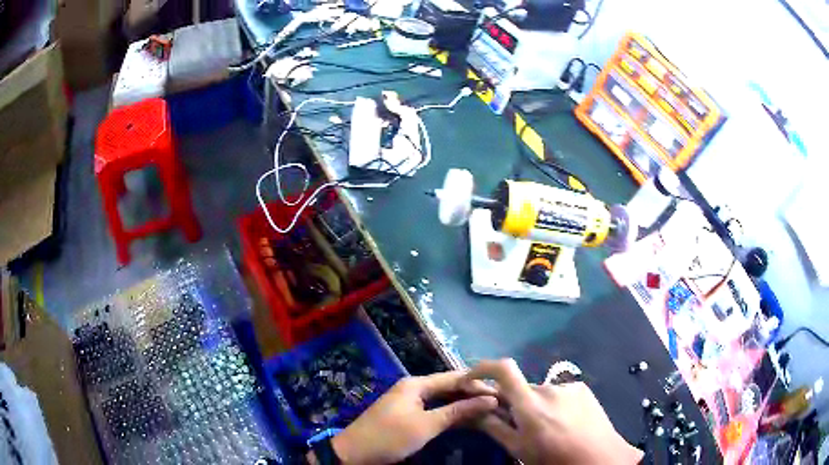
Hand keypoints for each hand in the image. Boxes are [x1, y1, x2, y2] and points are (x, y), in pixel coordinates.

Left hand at [322, 372, 498, 464]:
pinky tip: (464, 419)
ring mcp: (408, 401)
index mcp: (416, 384)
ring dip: (461, 404)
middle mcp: (413, 387)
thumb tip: (489, 399)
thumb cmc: (390, 436)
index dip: (478, 383)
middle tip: (497, 402)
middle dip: (471, 394)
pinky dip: (448, 412)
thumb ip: (457, 411)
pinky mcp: (406, 414)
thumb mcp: (426, 425)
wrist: (354, 452)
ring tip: (486, 410)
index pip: (454, 377)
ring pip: (441, 398)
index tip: (501, 391)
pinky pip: (433, 408)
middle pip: (448, 386)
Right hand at [469, 359, 643, 464]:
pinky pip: (559, 393)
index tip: (472, 379)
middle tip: (520, 426)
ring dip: (536, 406)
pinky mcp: (582, 388)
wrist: (600, 457)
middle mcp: (549, 388)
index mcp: (530, 405)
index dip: (483, 368)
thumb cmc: (554, 459)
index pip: (503, 369)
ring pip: (540, 393)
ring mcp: (569, 387)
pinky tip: (565, 423)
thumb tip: (474, 411)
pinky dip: (554, 405)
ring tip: (548, 429)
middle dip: (515, 403)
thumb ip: (494, 427)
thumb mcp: (519, 449)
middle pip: (521, 388)